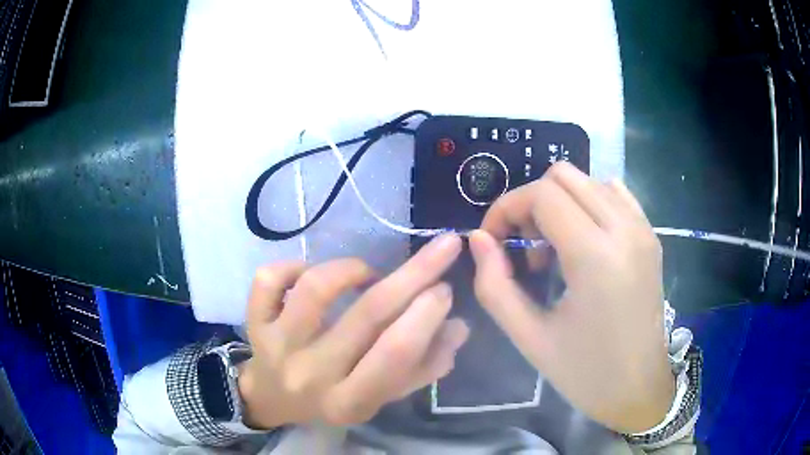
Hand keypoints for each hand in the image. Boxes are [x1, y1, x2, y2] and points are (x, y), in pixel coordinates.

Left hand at [238, 235, 468, 428]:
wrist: (273, 398)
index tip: (446, 288)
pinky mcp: (254, 324)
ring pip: (316, 289)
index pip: (394, 355)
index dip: (426, 316)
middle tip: (442, 250)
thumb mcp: (380, 394)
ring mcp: (277, 346)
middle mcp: (311, 375)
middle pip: (366, 315)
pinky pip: (269, 280)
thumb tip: (458, 327)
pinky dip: (292, 264)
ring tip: (367, 273)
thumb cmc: (333, 397)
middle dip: (414, 275)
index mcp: (350, 401)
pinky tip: (310, 273)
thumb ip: (423, 367)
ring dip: (352, 268)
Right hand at [469, 162, 673, 432]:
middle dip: (531, 203)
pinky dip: (589, 203)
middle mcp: (624, 229)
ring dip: (560, 203)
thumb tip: (479, 239)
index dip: (506, 208)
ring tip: (554, 250)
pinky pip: (614, 193)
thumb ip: (494, 285)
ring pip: (588, 180)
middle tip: (524, 246)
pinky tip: (583, 241)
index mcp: (595, 256)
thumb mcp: (529, 338)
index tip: (493, 241)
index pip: (541, 195)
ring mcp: (642, 228)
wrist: (639, 387)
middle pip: (563, 176)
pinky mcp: (650, 235)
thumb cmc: (585, 372)